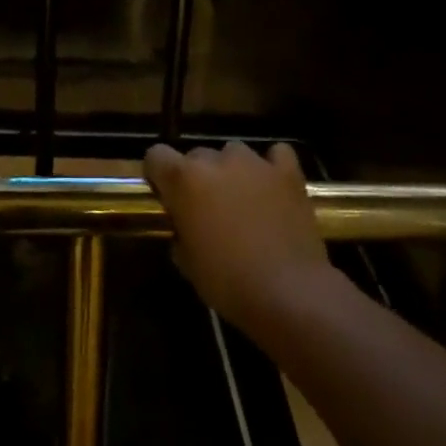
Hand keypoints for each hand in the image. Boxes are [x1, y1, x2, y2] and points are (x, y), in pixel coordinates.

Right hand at [144, 141, 328, 335]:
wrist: (289, 293)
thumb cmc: (228, 282)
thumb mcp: (187, 263)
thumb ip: (179, 232)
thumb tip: (184, 227)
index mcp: (183, 179)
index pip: (156, 155)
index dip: (158, 174)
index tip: (165, 195)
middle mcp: (215, 160)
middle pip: (197, 155)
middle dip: (198, 177)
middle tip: (208, 209)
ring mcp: (254, 163)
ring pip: (234, 152)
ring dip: (232, 172)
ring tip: (243, 200)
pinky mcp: (287, 173)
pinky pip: (277, 154)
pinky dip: (272, 166)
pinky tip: (273, 186)